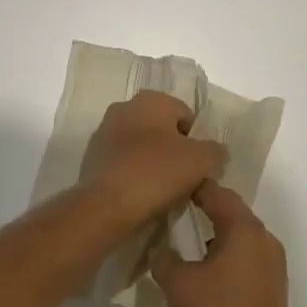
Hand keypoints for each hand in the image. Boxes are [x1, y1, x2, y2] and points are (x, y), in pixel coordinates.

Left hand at [76, 91, 227, 232]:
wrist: (105, 206)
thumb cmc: (156, 173)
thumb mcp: (201, 161)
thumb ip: (215, 151)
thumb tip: (215, 152)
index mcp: (151, 99)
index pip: (185, 114)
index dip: (197, 141)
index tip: (199, 166)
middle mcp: (124, 107)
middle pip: (161, 129)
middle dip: (174, 151)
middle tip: (184, 179)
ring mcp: (104, 132)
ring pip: (140, 146)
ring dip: (152, 163)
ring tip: (162, 192)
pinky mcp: (91, 158)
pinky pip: (123, 163)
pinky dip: (133, 175)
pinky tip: (140, 196)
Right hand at [151, 182, 301, 306]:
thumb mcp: (179, 286)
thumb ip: (165, 259)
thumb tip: (161, 248)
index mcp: (244, 229)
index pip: (216, 192)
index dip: (191, 186)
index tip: (168, 185)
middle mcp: (264, 239)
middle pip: (231, 210)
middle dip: (203, 208)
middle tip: (172, 209)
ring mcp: (273, 265)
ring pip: (239, 235)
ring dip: (215, 233)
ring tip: (184, 241)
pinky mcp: (273, 288)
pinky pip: (246, 257)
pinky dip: (226, 254)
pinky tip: (206, 273)